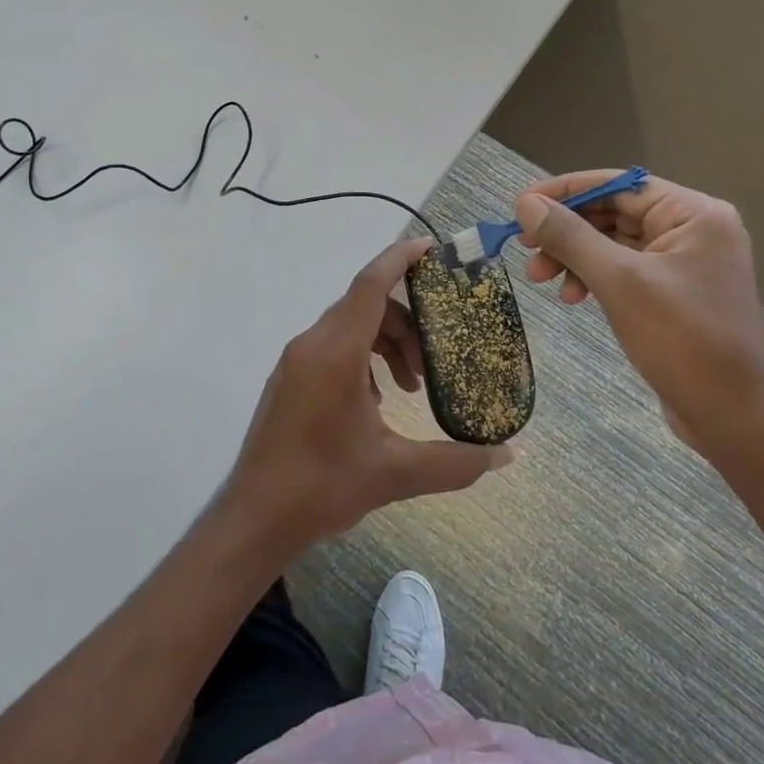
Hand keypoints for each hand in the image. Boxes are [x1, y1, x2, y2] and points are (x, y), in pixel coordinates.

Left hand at [223, 238, 513, 553]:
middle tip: (435, 357)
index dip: (400, 258)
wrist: (255, 515)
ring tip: (410, 386)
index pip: (370, 284)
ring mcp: (295, 360)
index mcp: (335, 352)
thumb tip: (508, 454)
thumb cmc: (323, 486)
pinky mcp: (288, 378)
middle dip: (405, 322)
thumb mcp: (395, 473)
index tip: (432, 248)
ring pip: (348, 327)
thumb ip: (455, 461)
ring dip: (384, 343)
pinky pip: (331, 347)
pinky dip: (361, 358)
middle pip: (365, 306)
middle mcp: (311, 344)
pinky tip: (377, 401)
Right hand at [515, 172, 763, 458]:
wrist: (737, 419)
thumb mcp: (619, 282)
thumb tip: (526, 203)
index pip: (618, 185)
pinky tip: (571, 296)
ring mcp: (684, 263)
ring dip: (573, 256)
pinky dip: (592, 277)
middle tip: (524, 247)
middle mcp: (692, 230)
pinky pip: (622, 269)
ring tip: (539, 278)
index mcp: (694, 214)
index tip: (520, 206)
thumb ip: (570, 236)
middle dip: (565, 230)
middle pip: (612, 212)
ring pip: (612, 242)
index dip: (565, 192)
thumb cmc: (684, 340)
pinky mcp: (673, 292)